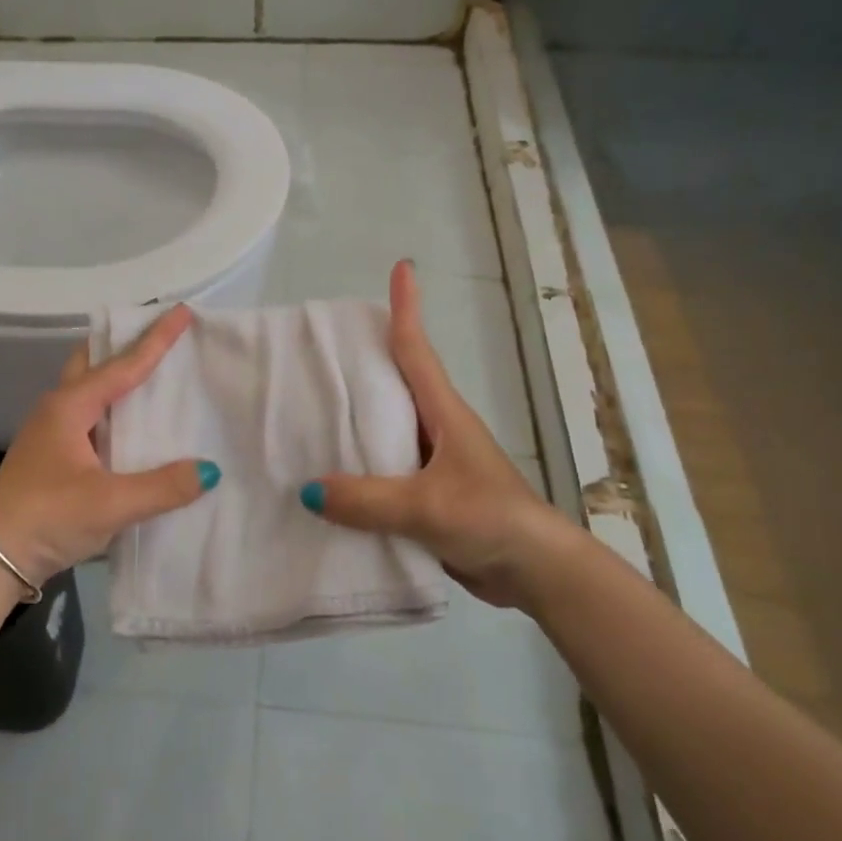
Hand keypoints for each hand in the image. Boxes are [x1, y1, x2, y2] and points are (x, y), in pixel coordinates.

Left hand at [0, 305, 219, 584]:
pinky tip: (135, 430)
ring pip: (90, 391)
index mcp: (71, 407)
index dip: (155, 339)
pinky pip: (91, 418)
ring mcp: (52, 433)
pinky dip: (114, 411)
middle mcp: (59, 410)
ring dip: (118, 379)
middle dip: (124, 346)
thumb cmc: (47, 517)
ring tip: (157, 379)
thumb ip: (163, 487)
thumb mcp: (110, 504)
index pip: (123, 365)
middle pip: (93, 363)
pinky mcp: (53, 457)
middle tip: (161, 340)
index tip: (182, 311)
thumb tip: (209, 470)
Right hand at [301, 261, 577, 610]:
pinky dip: (357, 467)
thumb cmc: (490, 519)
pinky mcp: (427, 496)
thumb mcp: (426, 506)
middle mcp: (437, 429)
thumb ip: (367, 500)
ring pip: (385, 429)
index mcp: (444, 414)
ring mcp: (432, 464)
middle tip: (320, 347)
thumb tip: (307, 491)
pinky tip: (327, 477)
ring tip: (309, 409)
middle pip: (395, 382)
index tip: (402, 268)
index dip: (408, 308)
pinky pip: (383, 470)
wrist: (534, 572)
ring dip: (356, 417)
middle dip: (365, 358)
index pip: (418, 351)